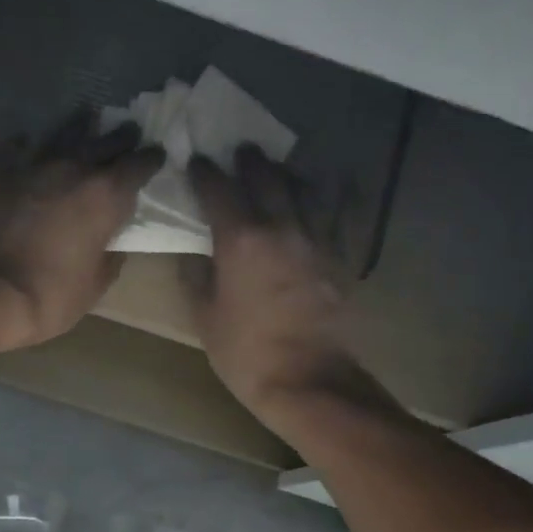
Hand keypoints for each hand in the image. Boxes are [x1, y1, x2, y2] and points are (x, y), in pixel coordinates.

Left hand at [0, 113, 161, 350]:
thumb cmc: (53, 295)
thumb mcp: (96, 284)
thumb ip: (110, 257)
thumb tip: (113, 244)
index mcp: (106, 196)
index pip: (138, 166)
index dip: (150, 160)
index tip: (156, 155)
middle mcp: (74, 169)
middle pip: (105, 142)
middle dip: (121, 137)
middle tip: (129, 131)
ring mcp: (34, 166)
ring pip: (63, 133)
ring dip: (78, 126)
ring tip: (86, 118)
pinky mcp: (0, 173)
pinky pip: (15, 148)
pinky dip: (25, 145)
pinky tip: (27, 144)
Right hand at [185, 146, 365, 421]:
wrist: (310, 380)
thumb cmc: (247, 353)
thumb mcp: (205, 318)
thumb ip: (196, 278)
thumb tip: (194, 253)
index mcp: (240, 241)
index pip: (219, 191)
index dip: (206, 173)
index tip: (197, 161)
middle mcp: (280, 228)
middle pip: (266, 179)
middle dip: (250, 162)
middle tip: (241, 151)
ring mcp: (315, 240)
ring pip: (304, 190)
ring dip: (287, 175)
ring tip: (279, 169)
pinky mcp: (339, 258)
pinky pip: (334, 216)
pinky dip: (327, 199)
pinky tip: (325, 195)